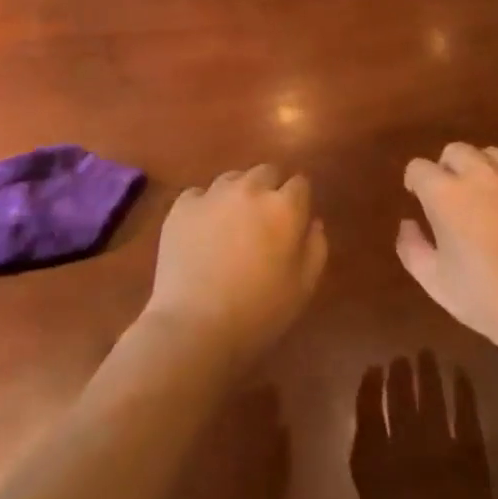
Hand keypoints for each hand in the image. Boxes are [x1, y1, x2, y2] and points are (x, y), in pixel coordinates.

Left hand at [144, 164, 327, 366]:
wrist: (195, 326)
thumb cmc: (259, 313)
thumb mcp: (304, 287)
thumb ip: (316, 247)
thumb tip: (313, 222)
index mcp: (284, 207)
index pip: (300, 183)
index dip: (298, 201)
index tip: (294, 220)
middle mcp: (250, 189)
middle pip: (266, 172)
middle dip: (270, 190)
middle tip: (263, 221)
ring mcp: (212, 194)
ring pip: (232, 179)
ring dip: (238, 195)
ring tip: (231, 225)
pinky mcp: (181, 206)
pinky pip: (199, 194)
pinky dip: (205, 207)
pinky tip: (201, 232)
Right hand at [398, 145, 497, 364]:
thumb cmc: (486, 299)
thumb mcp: (434, 282)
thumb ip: (411, 247)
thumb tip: (408, 222)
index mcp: (445, 194)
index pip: (419, 168)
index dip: (415, 182)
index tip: (418, 198)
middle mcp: (480, 174)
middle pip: (455, 151)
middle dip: (447, 168)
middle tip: (453, 197)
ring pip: (492, 154)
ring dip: (483, 168)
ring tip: (488, 195)